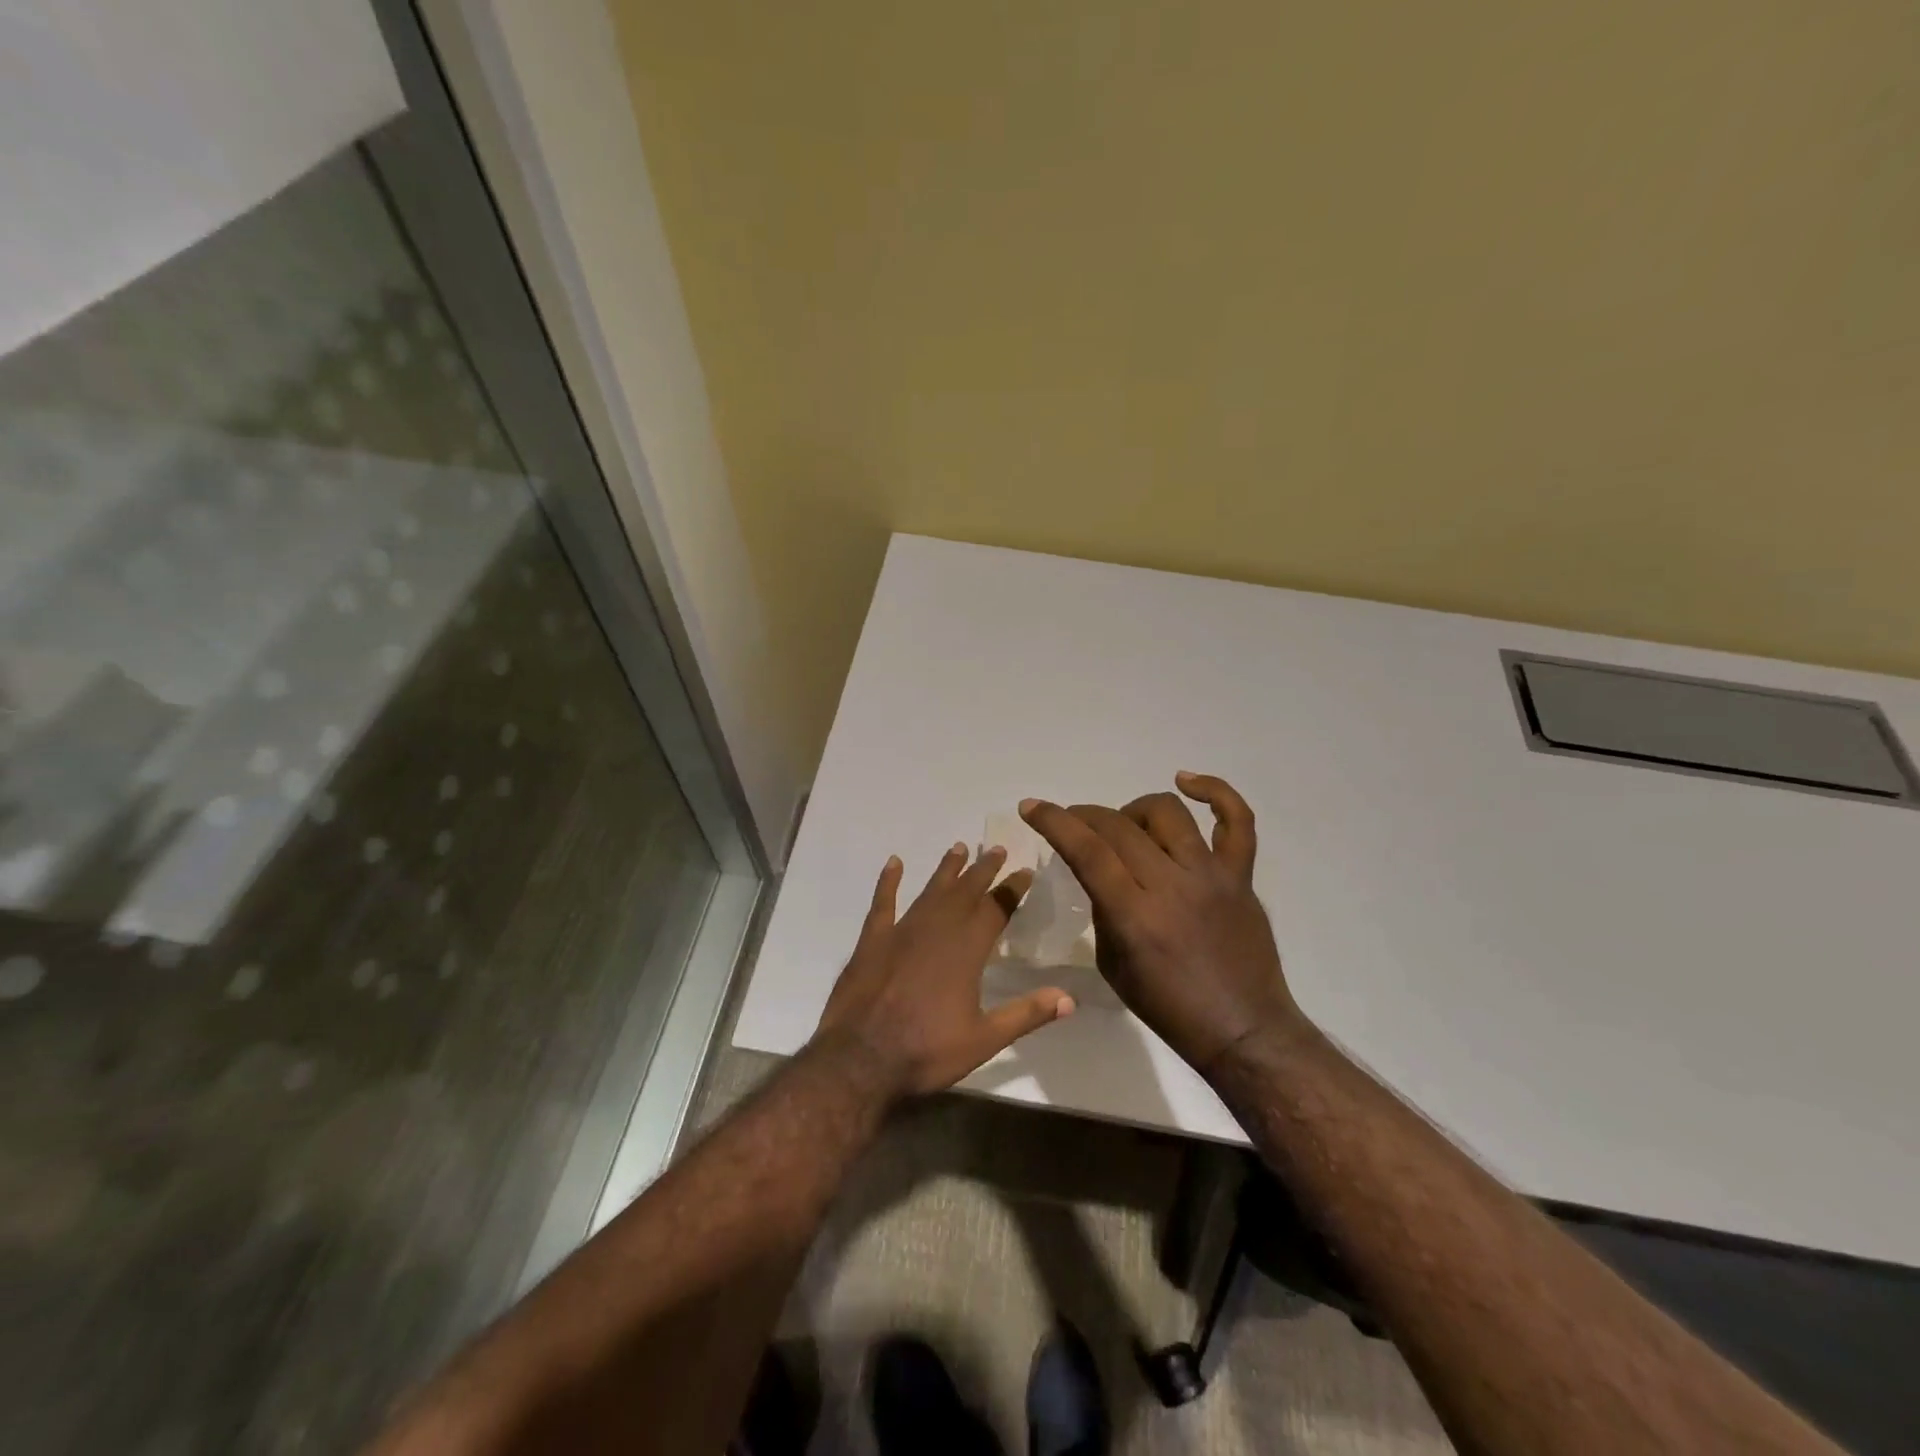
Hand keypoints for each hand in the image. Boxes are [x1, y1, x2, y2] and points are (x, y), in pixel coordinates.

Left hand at [813, 843, 1075, 1099]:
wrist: (860, 1059)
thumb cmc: (926, 1050)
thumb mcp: (984, 1039)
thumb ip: (1026, 1014)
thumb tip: (1070, 999)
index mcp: (966, 950)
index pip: (996, 909)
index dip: (1012, 889)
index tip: (1025, 871)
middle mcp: (937, 930)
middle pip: (965, 892)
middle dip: (983, 870)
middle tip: (998, 849)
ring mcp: (901, 931)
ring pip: (930, 890)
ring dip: (946, 869)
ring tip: (959, 847)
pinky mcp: (872, 940)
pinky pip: (882, 902)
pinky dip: (888, 881)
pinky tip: (894, 863)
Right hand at [1019, 773, 1305, 1076]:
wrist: (1243, 1030)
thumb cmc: (1170, 1007)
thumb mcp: (1113, 965)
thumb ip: (1103, 910)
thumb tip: (1098, 872)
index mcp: (1136, 916)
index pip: (1088, 852)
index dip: (1055, 822)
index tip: (1033, 806)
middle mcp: (1173, 886)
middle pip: (1120, 827)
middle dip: (1085, 816)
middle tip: (1073, 823)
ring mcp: (1212, 876)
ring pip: (1167, 812)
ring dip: (1133, 810)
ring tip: (1125, 825)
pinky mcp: (1241, 876)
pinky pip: (1237, 822)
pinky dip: (1215, 792)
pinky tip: (1186, 782)